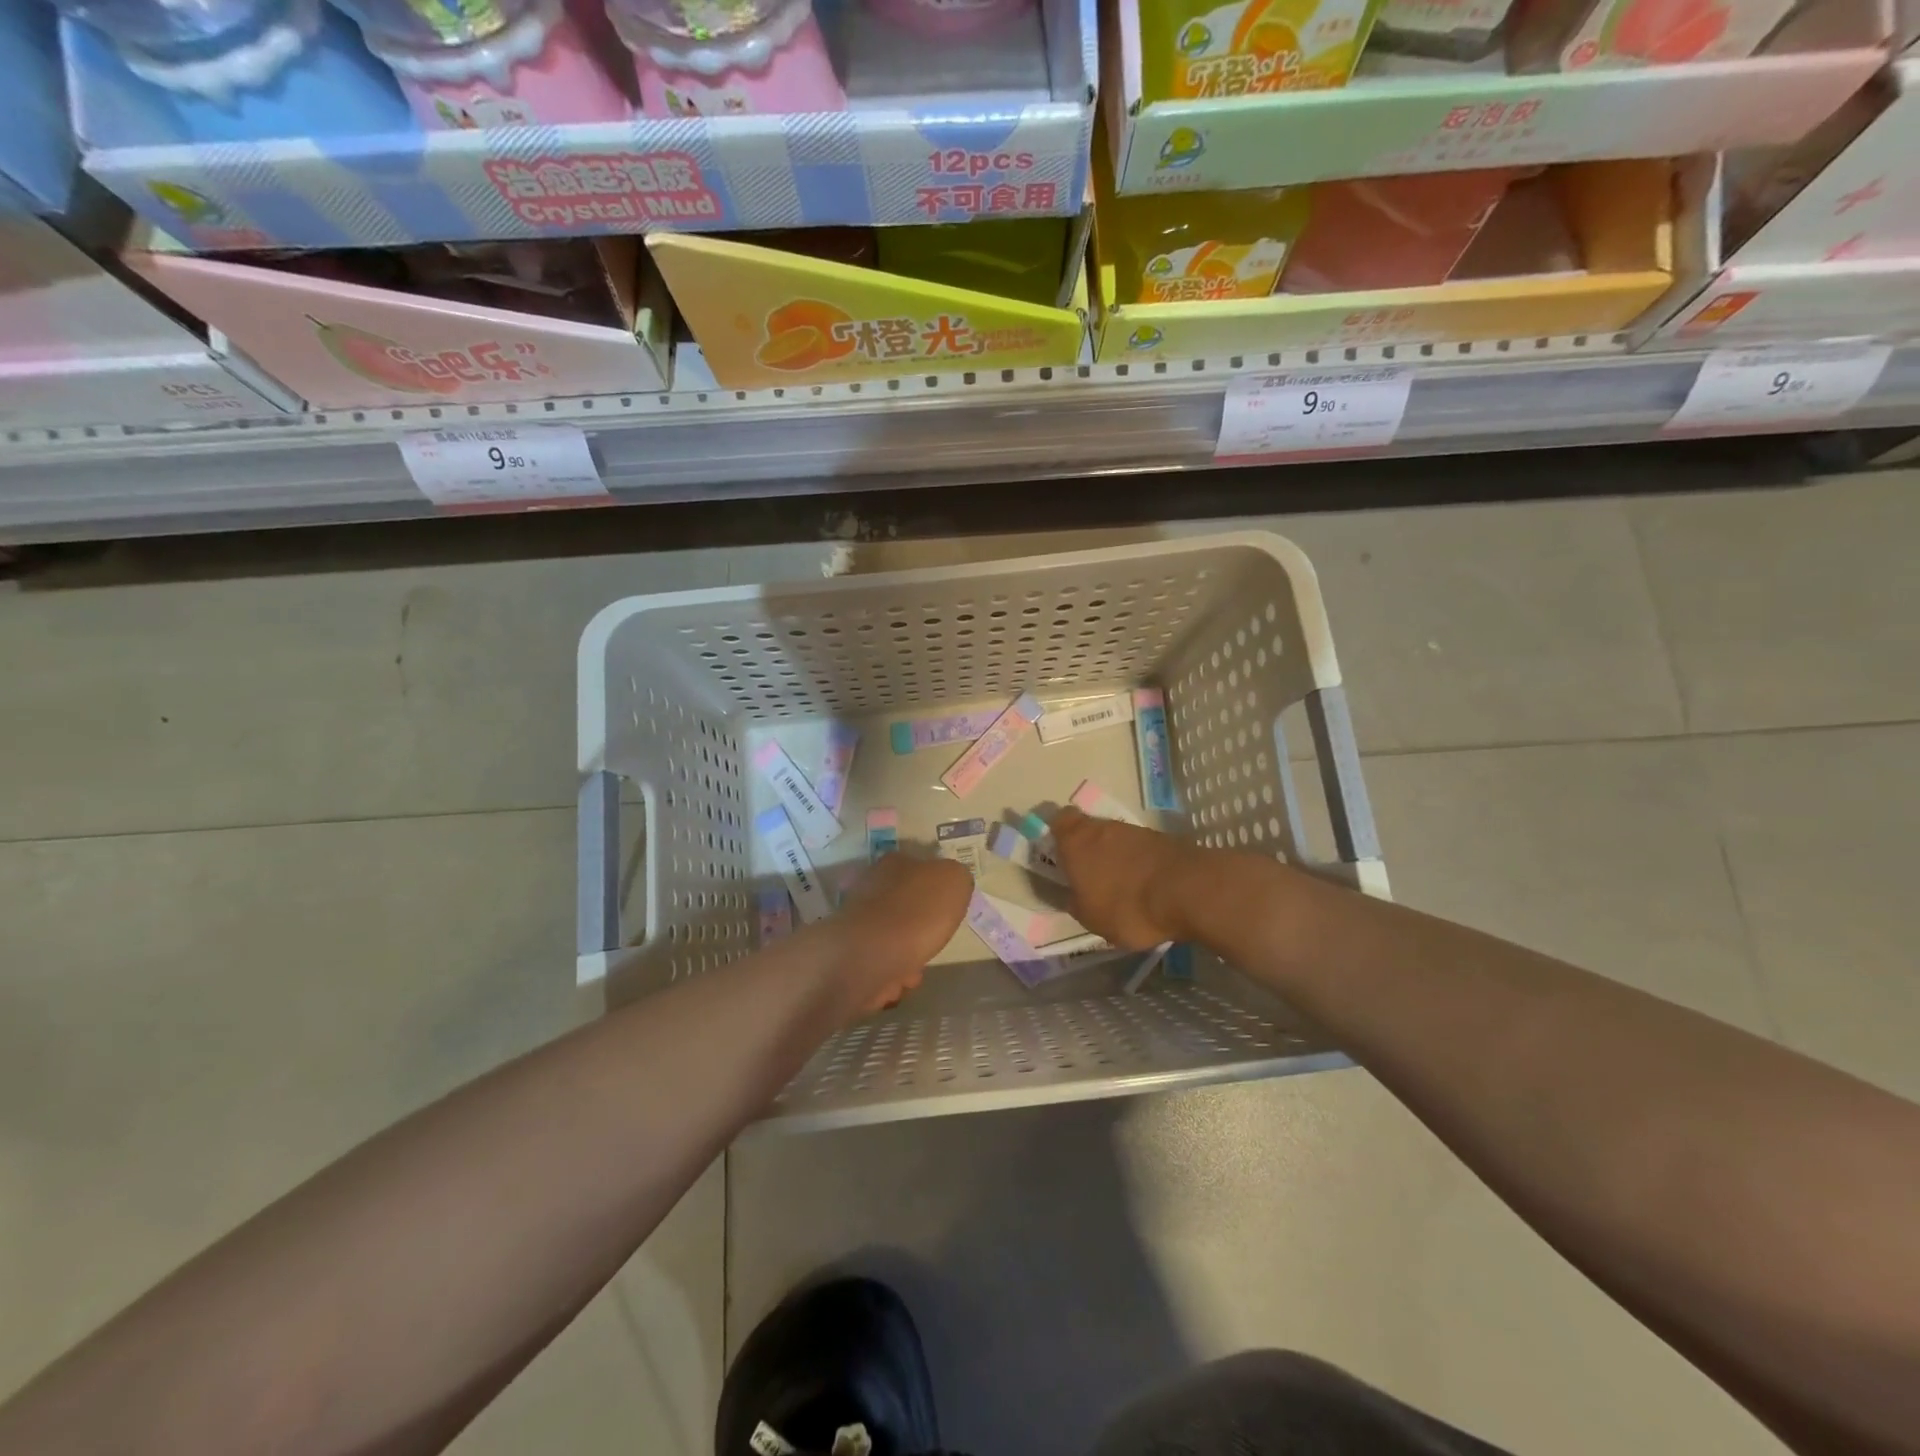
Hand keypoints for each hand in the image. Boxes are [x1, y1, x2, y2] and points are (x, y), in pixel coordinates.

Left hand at [827, 854, 972, 1014]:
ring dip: (906, 956)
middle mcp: (870, 885)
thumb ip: (956, 877)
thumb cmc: (919, 912)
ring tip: (916, 970)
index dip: (936, 890)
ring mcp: (856, 919)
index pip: (919, 868)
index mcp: (896, 863)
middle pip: (904, 905)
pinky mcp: (847, 952)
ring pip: (890, 937)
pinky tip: (898, 981)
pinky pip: (878, 963)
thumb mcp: (956, 881)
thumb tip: (950, 883)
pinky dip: (889, 974)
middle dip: (920, 928)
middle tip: (934, 942)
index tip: (947, 911)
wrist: (870, 956)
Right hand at [1047, 806, 1196, 949]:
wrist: (1187, 891)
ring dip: (1115, 856)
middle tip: (1090, 875)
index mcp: (1076, 841)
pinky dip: (1139, 863)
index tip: (1060, 853)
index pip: (1059, 820)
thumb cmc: (1127, 906)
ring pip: (1115, 838)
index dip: (1058, 834)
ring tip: (1121, 886)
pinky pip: (1141, 849)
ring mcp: (1135, 830)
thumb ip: (1075, 902)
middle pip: (1089, 829)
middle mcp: (1102, 827)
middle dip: (1088, 848)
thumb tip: (1072, 894)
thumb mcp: (1090, 918)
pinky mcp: (1162, 839)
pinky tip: (1145, 886)